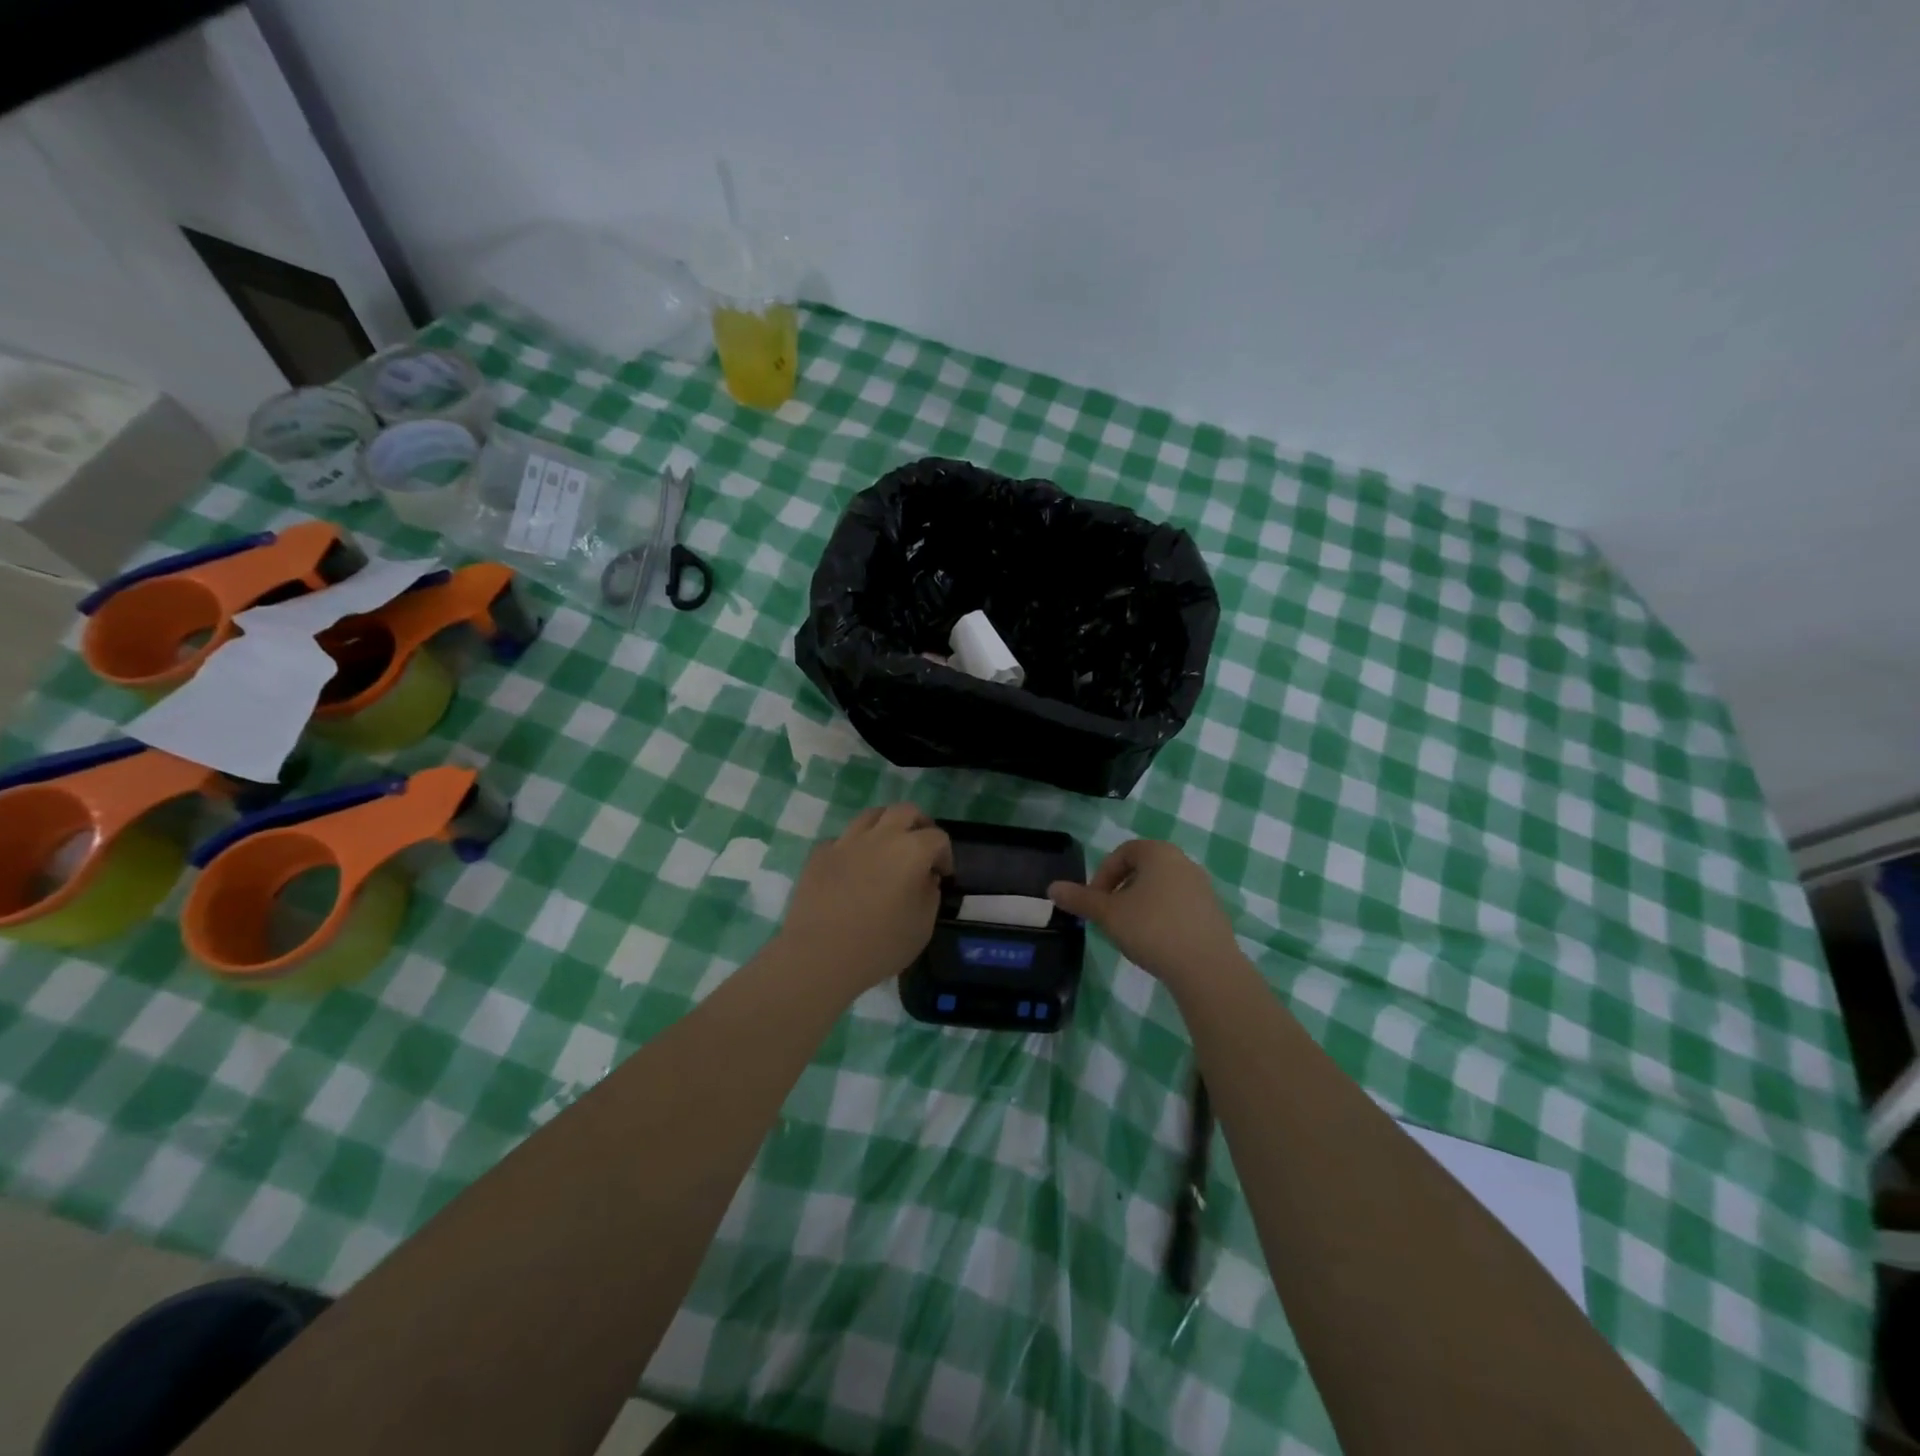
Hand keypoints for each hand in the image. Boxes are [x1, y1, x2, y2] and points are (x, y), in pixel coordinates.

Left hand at [778, 804, 953, 994]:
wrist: (820, 955)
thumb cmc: (880, 945)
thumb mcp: (923, 926)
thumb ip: (930, 894)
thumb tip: (925, 878)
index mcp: (911, 850)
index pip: (938, 837)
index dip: (945, 855)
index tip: (942, 875)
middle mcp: (880, 836)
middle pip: (905, 811)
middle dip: (918, 825)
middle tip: (920, 848)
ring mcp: (847, 841)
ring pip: (871, 816)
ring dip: (885, 827)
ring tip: (887, 849)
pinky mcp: (820, 853)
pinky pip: (843, 839)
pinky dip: (854, 847)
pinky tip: (853, 868)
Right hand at [1048, 839, 1241, 986]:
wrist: (1207, 968)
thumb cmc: (1152, 929)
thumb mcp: (1108, 914)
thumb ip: (1080, 899)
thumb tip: (1052, 888)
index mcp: (1159, 853)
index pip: (1123, 852)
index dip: (1103, 874)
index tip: (1094, 901)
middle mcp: (1184, 862)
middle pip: (1143, 869)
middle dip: (1120, 890)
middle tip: (1108, 916)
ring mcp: (1202, 887)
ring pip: (1161, 888)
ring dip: (1140, 904)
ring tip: (1130, 932)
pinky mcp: (1213, 913)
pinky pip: (1179, 906)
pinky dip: (1162, 917)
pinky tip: (1156, 942)